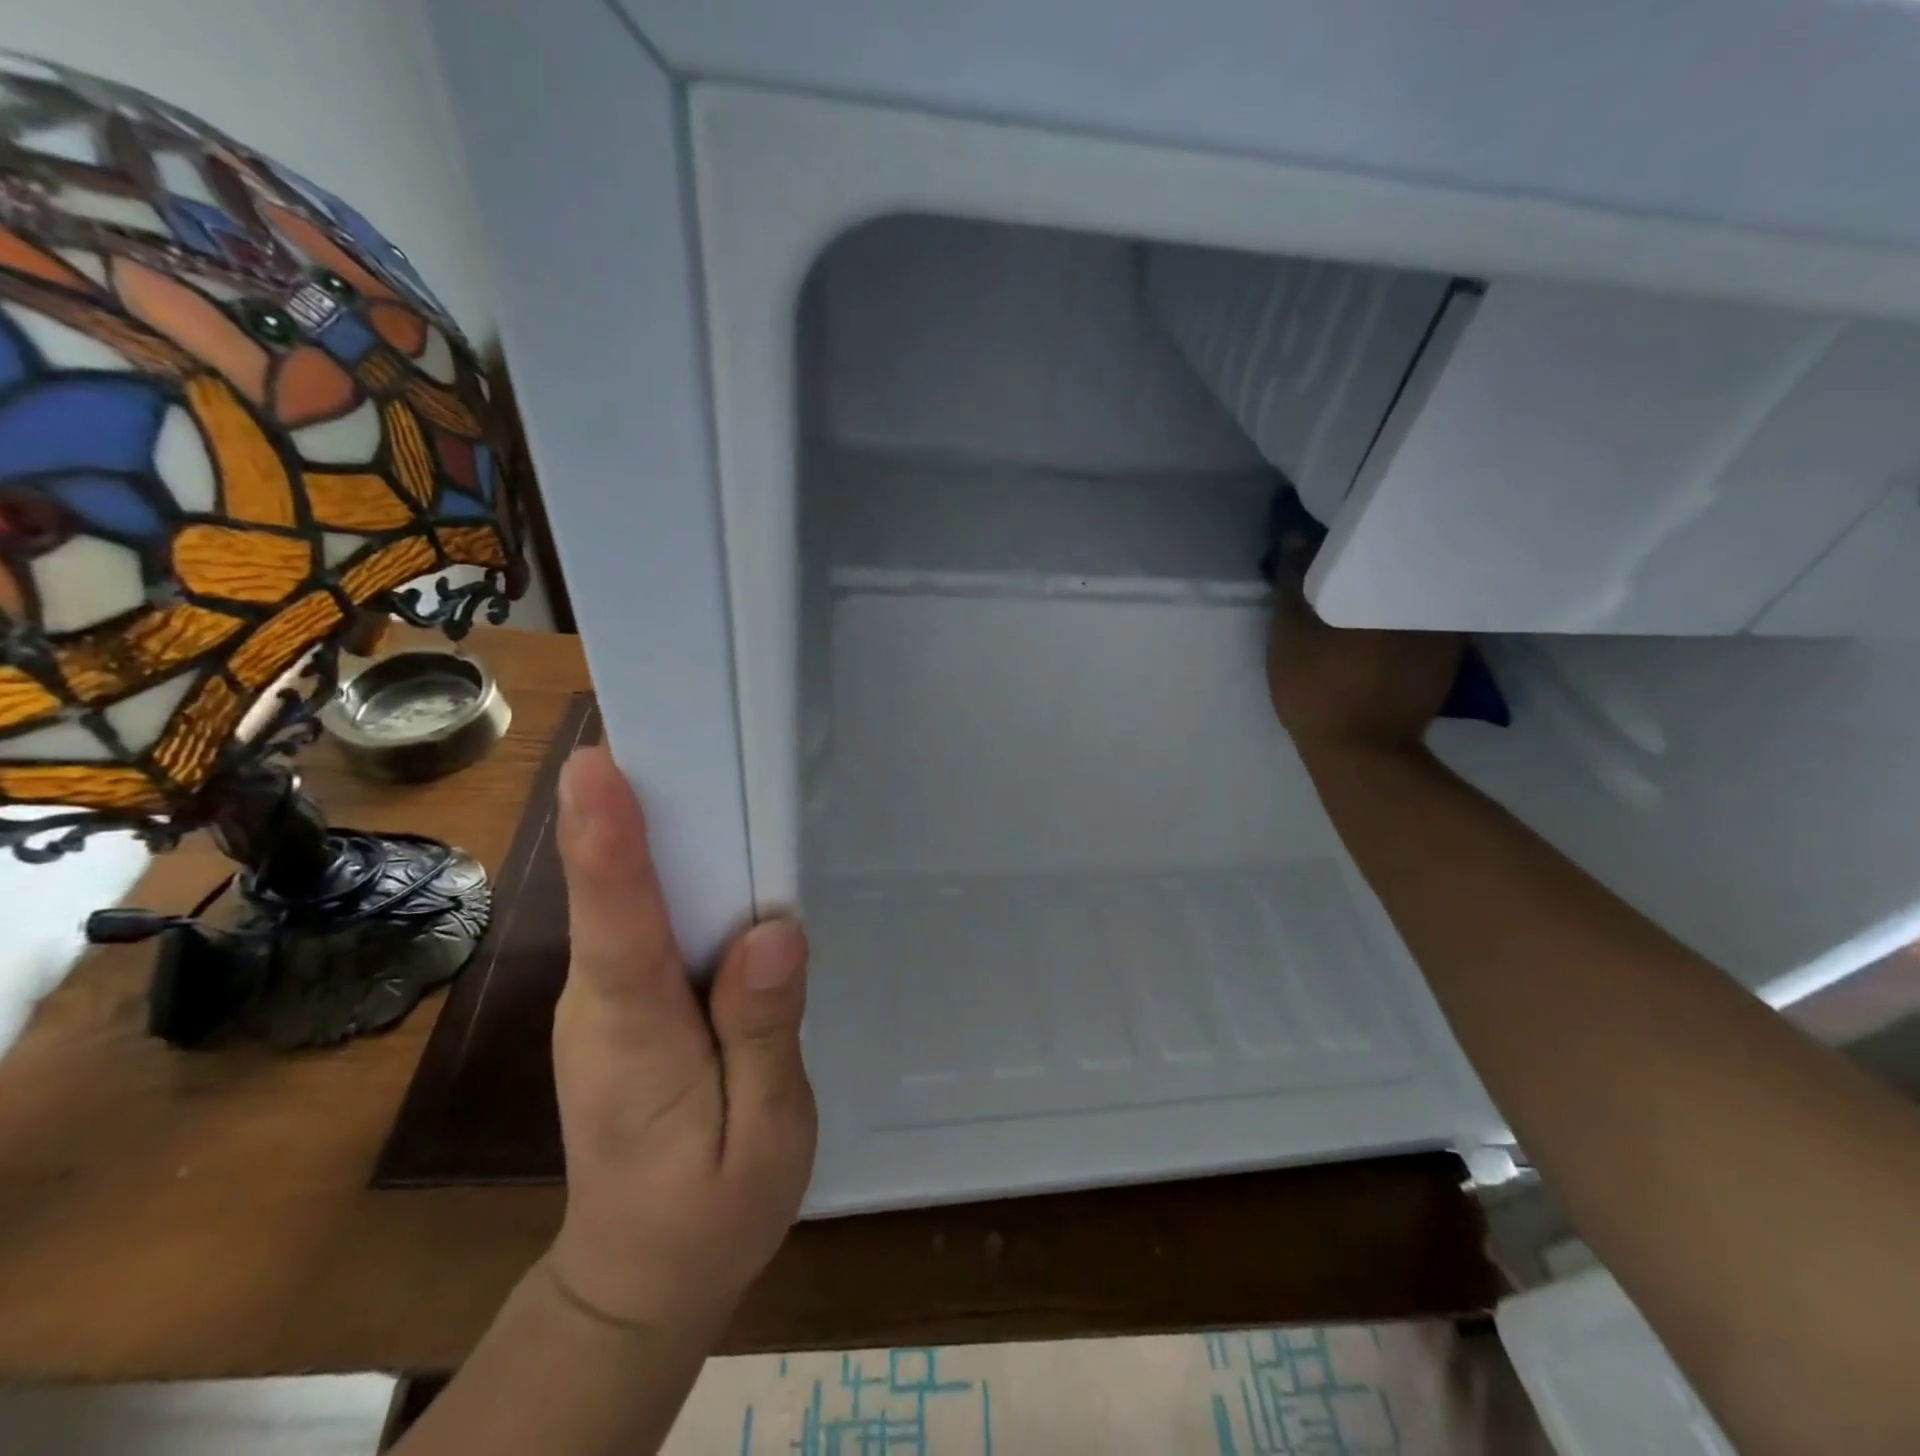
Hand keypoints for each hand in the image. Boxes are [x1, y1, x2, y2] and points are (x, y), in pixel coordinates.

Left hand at [547, 745, 815, 1337]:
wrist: (639, 1275)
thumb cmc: (707, 1212)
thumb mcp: (762, 1136)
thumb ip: (764, 1032)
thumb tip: (772, 931)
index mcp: (634, 1031)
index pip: (617, 923)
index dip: (607, 841)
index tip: (601, 765)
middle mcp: (602, 996)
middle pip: (614, 887)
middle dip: (637, 804)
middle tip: (675, 726)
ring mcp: (605, 993)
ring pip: (628, 894)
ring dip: (656, 824)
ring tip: (703, 758)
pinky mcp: (623, 995)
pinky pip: (645, 915)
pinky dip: (669, 866)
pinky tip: (715, 841)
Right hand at [1267, 539, 1463, 757]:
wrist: (1362, 754)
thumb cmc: (1319, 688)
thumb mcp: (1289, 634)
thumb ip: (1292, 583)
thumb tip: (1297, 536)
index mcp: (1389, 587)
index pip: (1377, 540)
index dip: (1353, 535)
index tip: (1333, 538)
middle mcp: (1428, 599)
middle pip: (1403, 564)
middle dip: (1378, 560)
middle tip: (1350, 562)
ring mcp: (1445, 631)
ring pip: (1417, 592)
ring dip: (1395, 588)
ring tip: (1370, 591)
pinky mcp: (1447, 659)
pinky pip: (1427, 620)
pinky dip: (1407, 617)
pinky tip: (1387, 627)